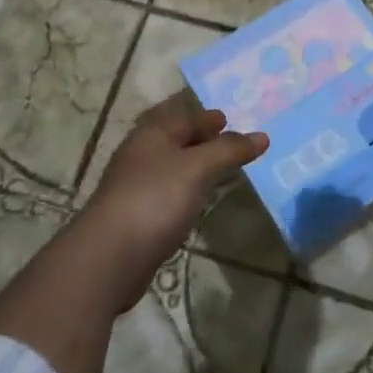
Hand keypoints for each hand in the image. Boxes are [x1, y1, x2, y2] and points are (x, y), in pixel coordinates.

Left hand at [75, 96, 267, 310]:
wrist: (110, 256)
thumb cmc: (155, 199)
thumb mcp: (198, 168)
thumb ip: (229, 150)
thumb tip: (262, 136)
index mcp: (151, 135)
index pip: (183, 116)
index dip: (206, 116)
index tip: (229, 118)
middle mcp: (140, 155)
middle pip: (175, 140)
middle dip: (201, 139)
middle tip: (230, 142)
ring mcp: (135, 186)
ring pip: (171, 167)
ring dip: (194, 166)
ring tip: (220, 170)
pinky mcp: (136, 216)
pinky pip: (168, 193)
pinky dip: (186, 190)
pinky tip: (198, 200)